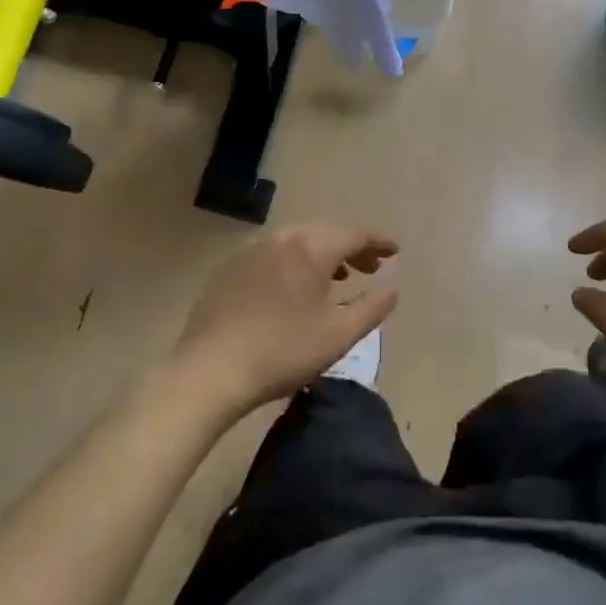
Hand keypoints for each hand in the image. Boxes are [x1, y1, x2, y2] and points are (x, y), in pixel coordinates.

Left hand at [173, 225, 398, 417]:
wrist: (210, 371)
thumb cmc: (283, 352)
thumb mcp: (339, 335)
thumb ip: (373, 307)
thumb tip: (392, 288)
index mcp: (311, 248)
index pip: (355, 234)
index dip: (379, 241)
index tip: (395, 251)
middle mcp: (282, 238)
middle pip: (326, 233)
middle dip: (352, 247)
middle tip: (370, 268)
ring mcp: (252, 250)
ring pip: (299, 241)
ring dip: (323, 254)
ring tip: (338, 277)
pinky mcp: (230, 267)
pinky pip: (273, 254)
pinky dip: (294, 262)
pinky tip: (295, 287)